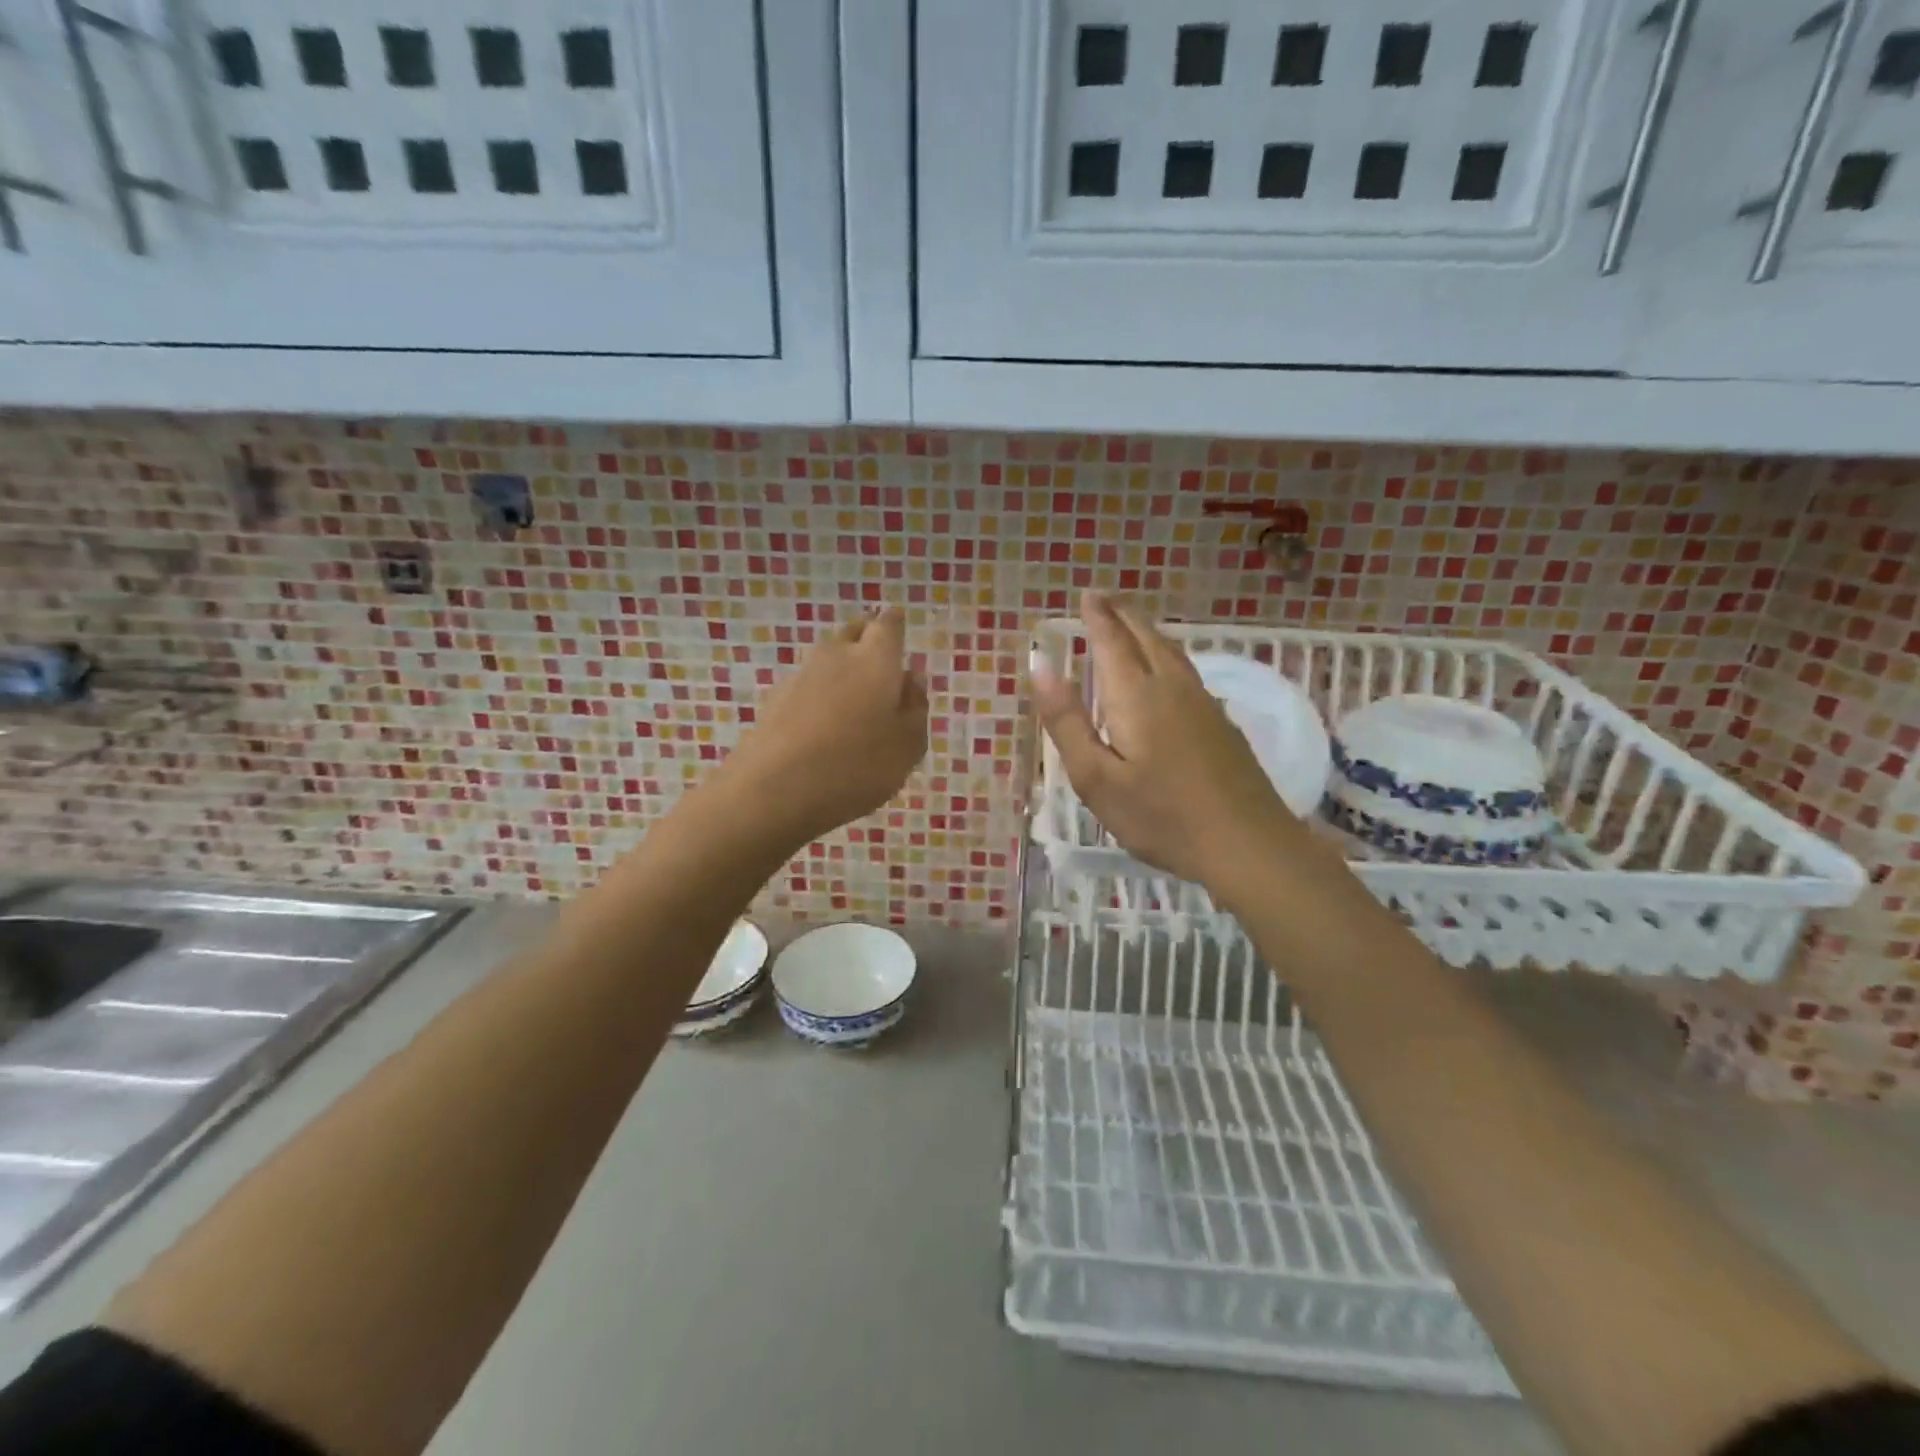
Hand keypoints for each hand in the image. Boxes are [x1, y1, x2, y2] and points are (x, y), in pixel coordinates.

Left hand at [718, 606, 928, 844]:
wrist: (774, 790)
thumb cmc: (857, 766)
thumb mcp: (907, 747)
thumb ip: (916, 709)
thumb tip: (912, 679)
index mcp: (876, 659)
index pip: (888, 625)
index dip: (895, 625)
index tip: (899, 629)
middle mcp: (836, 656)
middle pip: (854, 633)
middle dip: (868, 642)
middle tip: (881, 666)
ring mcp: (800, 676)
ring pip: (828, 661)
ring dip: (842, 673)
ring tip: (855, 706)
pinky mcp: (775, 700)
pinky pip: (807, 688)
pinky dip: (819, 698)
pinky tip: (824, 728)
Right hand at [1031, 591, 1294, 892]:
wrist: (1247, 845)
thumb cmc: (1161, 816)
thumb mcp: (1096, 777)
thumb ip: (1067, 720)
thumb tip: (1040, 664)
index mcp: (1137, 695)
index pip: (1112, 641)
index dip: (1098, 617)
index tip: (1087, 595)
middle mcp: (1172, 687)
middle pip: (1146, 638)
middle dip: (1123, 616)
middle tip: (1104, 600)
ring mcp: (1204, 704)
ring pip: (1172, 652)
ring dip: (1147, 632)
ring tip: (1131, 624)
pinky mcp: (1222, 724)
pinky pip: (1187, 671)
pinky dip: (1167, 655)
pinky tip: (1168, 670)